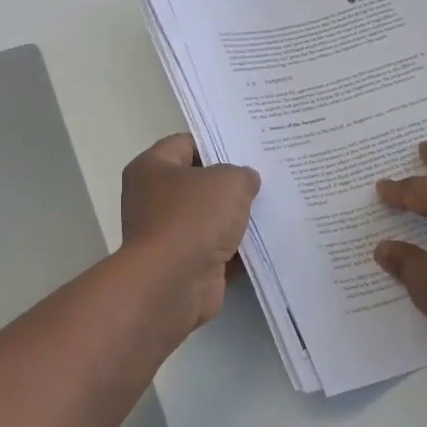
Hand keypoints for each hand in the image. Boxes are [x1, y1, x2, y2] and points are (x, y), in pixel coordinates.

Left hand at [120, 133, 261, 333]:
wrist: (172, 283)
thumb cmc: (192, 218)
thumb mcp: (228, 181)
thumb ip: (242, 174)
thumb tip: (245, 181)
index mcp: (152, 168)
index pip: (186, 143)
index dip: (218, 143)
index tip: (250, 148)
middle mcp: (153, 199)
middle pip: (198, 183)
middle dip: (231, 183)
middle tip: (268, 177)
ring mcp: (167, 235)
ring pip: (209, 219)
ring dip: (236, 218)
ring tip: (274, 207)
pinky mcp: (183, 265)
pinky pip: (216, 250)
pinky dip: (237, 249)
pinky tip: (268, 241)